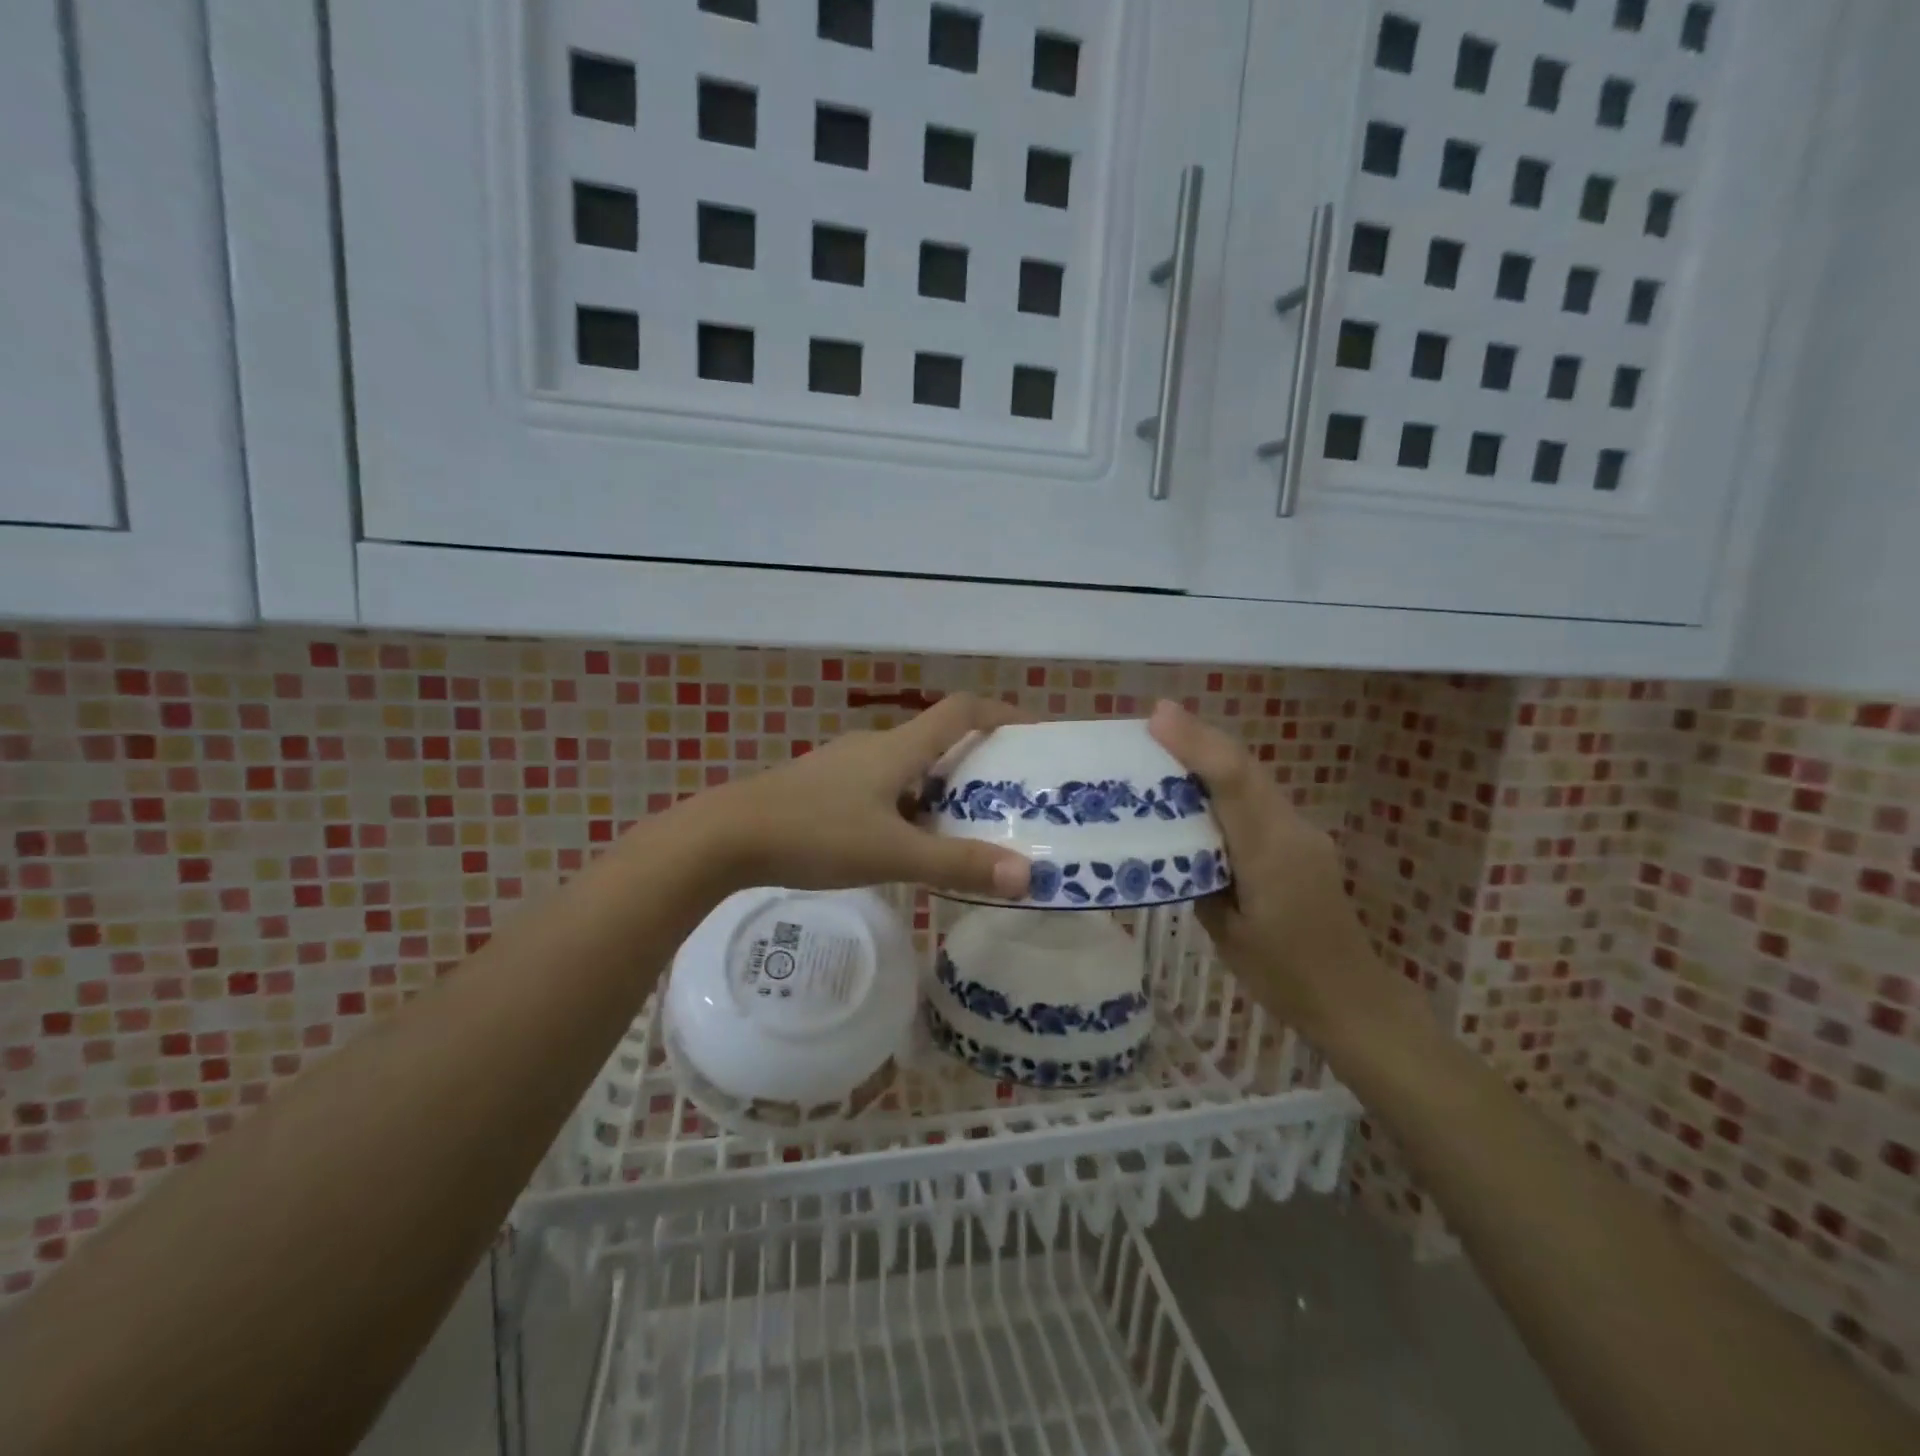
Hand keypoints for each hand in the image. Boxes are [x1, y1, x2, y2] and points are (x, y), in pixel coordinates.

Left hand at [687, 693, 1033, 899]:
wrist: (726, 837)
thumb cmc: (815, 834)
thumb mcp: (892, 853)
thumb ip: (958, 864)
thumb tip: (1026, 875)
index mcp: (898, 747)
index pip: (962, 710)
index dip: (1003, 713)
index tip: (1037, 732)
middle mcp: (875, 746)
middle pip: (938, 739)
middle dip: (977, 761)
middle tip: (1010, 795)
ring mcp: (845, 766)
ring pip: (908, 768)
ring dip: (940, 787)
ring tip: (965, 826)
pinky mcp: (823, 787)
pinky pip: (882, 787)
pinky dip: (908, 805)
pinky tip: (904, 843)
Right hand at [1148, 700, 1407, 1046]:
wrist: (1351, 997)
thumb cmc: (1281, 975)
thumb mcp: (1225, 932)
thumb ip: (1199, 876)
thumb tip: (1174, 841)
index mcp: (1270, 855)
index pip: (1234, 784)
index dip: (1196, 744)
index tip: (1158, 717)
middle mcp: (1291, 831)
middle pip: (1245, 768)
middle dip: (1200, 737)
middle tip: (1154, 721)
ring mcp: (1302, 833)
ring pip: (1253, 779)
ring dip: (1213, 756)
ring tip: (1167, 744)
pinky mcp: (1302, 841)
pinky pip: (1259, 799)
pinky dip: (1226, 781)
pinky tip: (1200, 789)